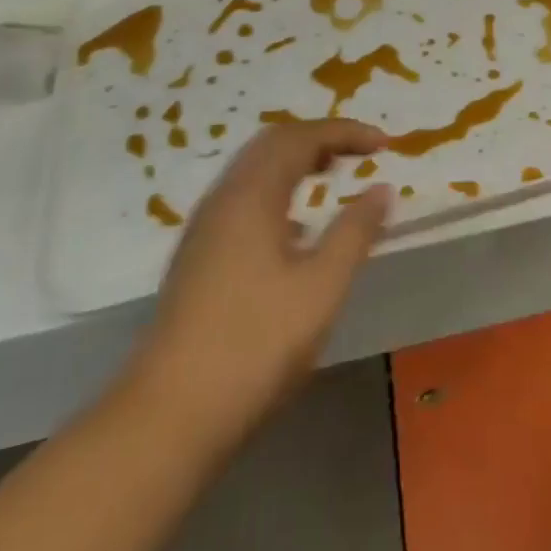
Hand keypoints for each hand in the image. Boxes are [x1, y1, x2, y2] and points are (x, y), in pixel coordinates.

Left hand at [122, 120, 390, 445]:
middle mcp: (224, 198)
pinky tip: (294, 229)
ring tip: (331, 176)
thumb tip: (382, 189)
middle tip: (358, 153)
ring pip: (254, 170)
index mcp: (252, 195)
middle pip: (273, 143)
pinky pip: (243, 198)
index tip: (384, 144)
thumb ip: (355, 232)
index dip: (346, 132)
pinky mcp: (197, 257)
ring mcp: (205, 228)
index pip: (303, 137)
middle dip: (319, 139)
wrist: (166, 418)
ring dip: (296, 162)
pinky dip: (277, 189)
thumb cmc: (254, 346)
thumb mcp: (321, 289)